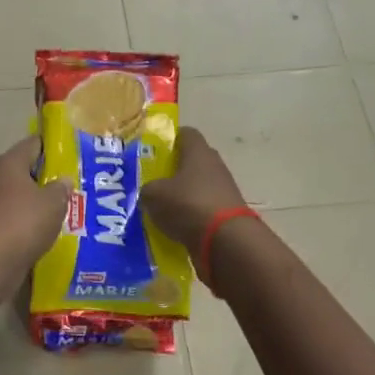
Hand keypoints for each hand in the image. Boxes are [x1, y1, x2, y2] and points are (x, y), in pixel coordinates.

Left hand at [0, 136, 70, 271]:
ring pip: (14, 196)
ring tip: (56, 210)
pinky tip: (39, 231)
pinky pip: (9, 218)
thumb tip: (63, 180)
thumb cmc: (25, 221)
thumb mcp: (53, 202)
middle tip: (65, 186)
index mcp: (8, 162)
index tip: (67, 154)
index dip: (50, 147)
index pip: (32, 144)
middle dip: (42, 178)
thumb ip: (61, 189)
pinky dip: (22, 222)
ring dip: (31, 202)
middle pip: (21, 170)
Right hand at [142, 127, 245, 248]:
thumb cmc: (187, 205)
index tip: (152, 151)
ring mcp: (223, 190)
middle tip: (151, 181)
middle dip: (171, 170)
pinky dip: (189, 216)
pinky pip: (202, 209)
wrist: (225, 241)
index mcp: (198, 152)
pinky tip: (173, 227)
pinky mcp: (226, 214)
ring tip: (159, 208)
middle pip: (191, 161)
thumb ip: (148, 188)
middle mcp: (214, 166)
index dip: (169, 139)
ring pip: (196, 187)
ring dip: (180, 196)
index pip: (185, 133)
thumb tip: (150, 192)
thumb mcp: (153, 194)